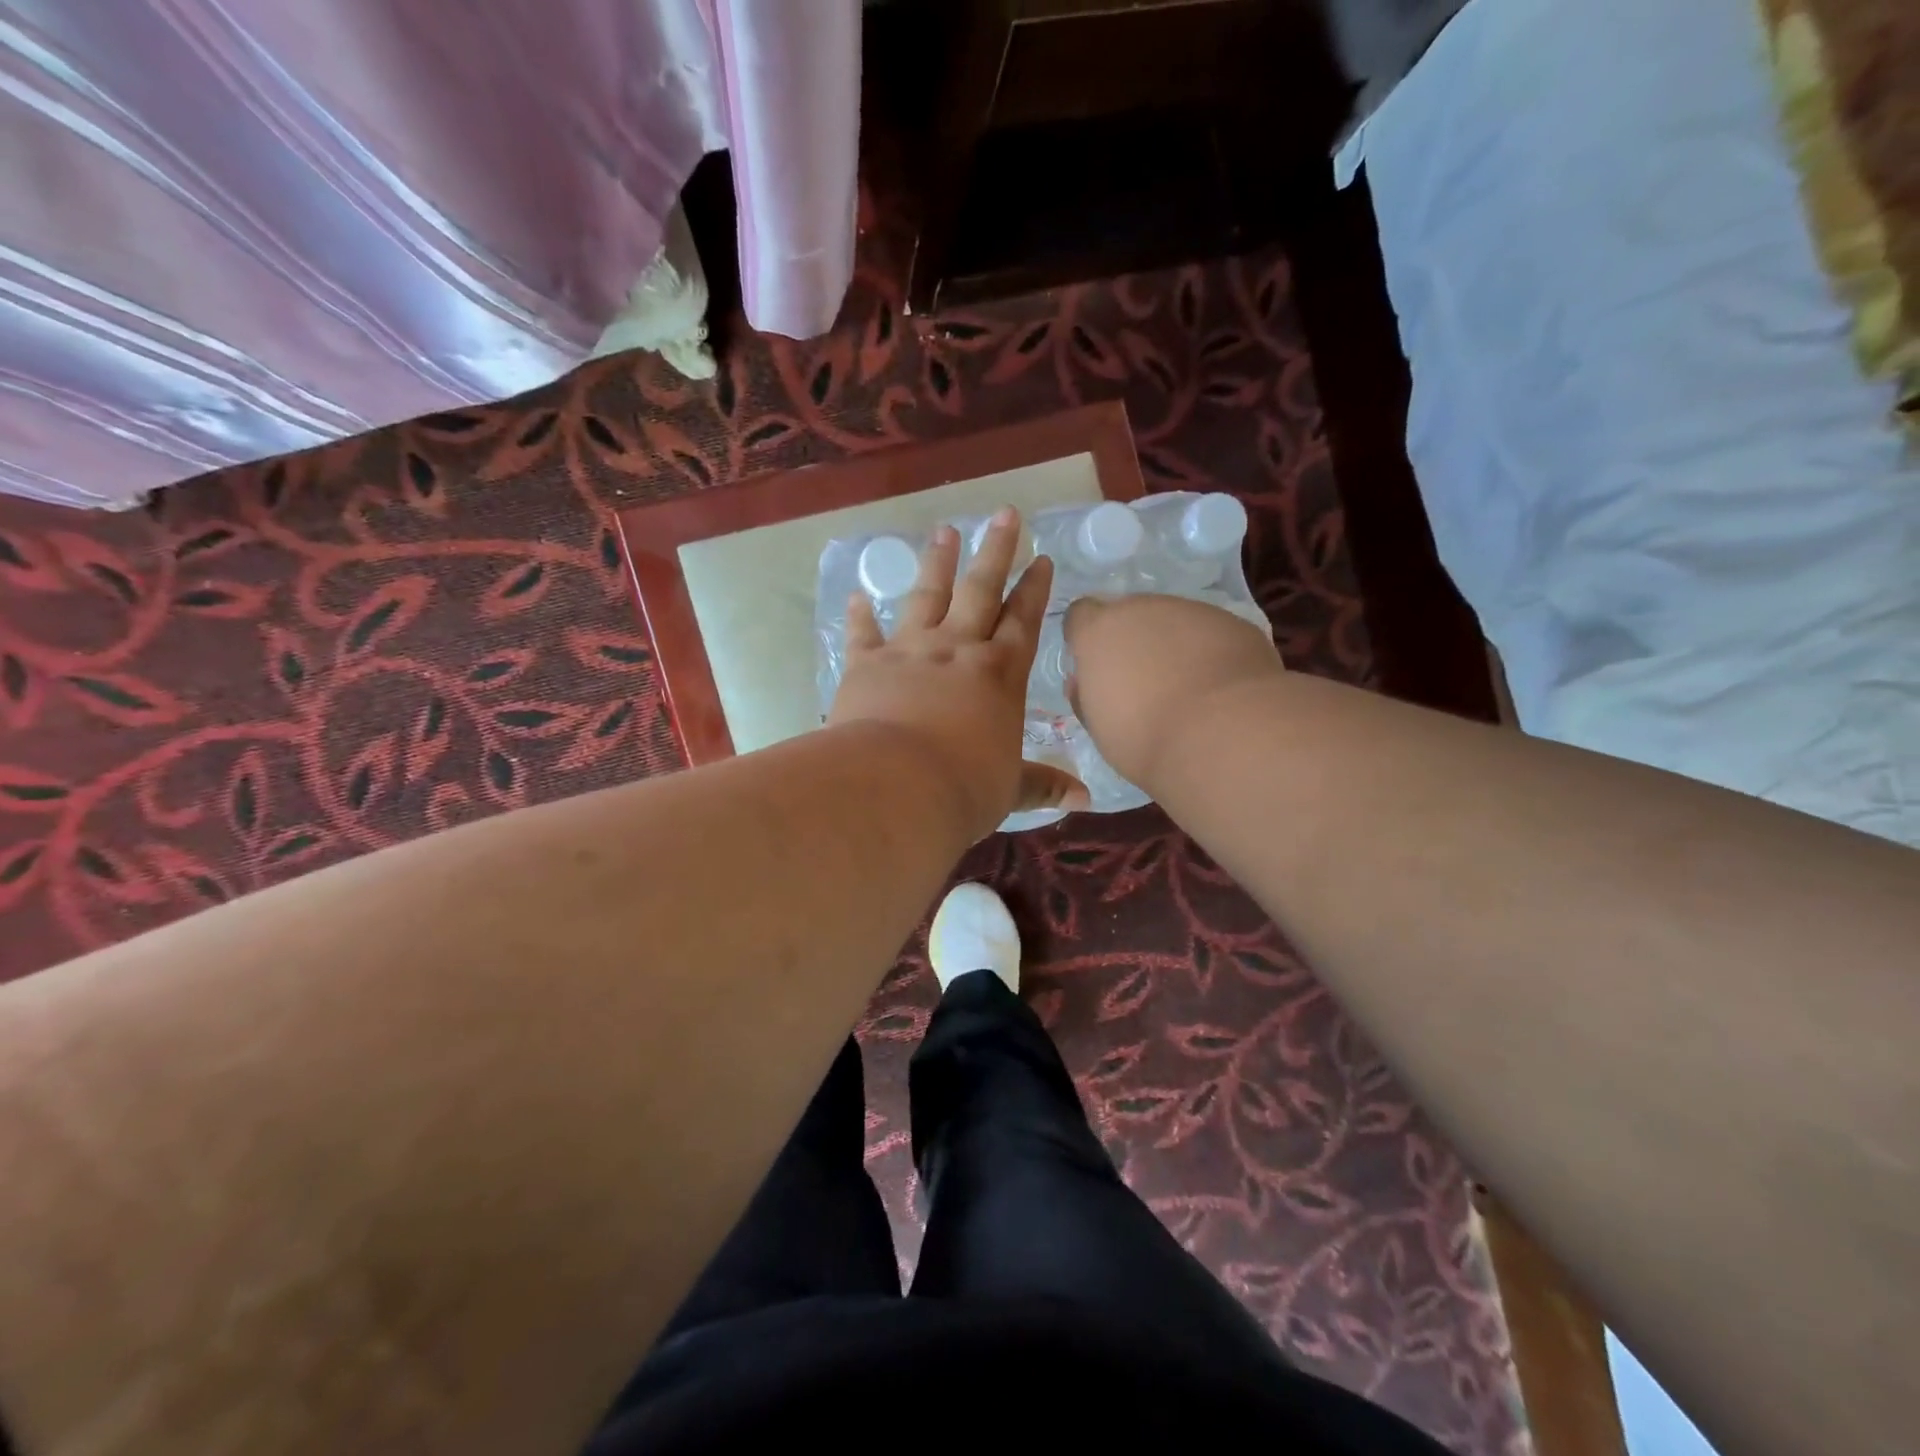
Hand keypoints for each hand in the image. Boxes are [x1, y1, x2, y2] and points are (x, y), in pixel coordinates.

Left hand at [828, 508, 1088, 840]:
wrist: (896, 786)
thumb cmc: (964, 788)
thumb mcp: (1010, 789)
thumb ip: (1043, 786)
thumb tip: (1085, 799)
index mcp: (1000, 675)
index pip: (1023, 621)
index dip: (1034, 590)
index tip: (1041, 558)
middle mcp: (958, 650)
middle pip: (981, 590)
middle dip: (996, 551)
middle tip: (1005, 513)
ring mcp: (910, 652)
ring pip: (928, 596)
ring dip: (938, 564)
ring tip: (944, 531)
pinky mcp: (866, 665)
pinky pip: (863, 634)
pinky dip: (859, 616)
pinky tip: (857, 596)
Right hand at [1064, 593, 1284, 787]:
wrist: (1225, 735)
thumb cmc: (1145, 738)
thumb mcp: (1099, 726)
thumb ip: (1086, 695)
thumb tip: (1081, 682)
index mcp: (1100, 631)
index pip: (1080, 615)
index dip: (1086, 638)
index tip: (1095, 666)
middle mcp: (1143, 608)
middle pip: (1130, 614)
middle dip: (1132, 640)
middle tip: (1142, 682)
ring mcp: (1193, 611)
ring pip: (1174, 621)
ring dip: (1173, 645)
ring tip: (1187, 687)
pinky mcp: (1234, 623)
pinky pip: (1212, 633)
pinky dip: (1210, 652)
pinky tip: (1220, 689)